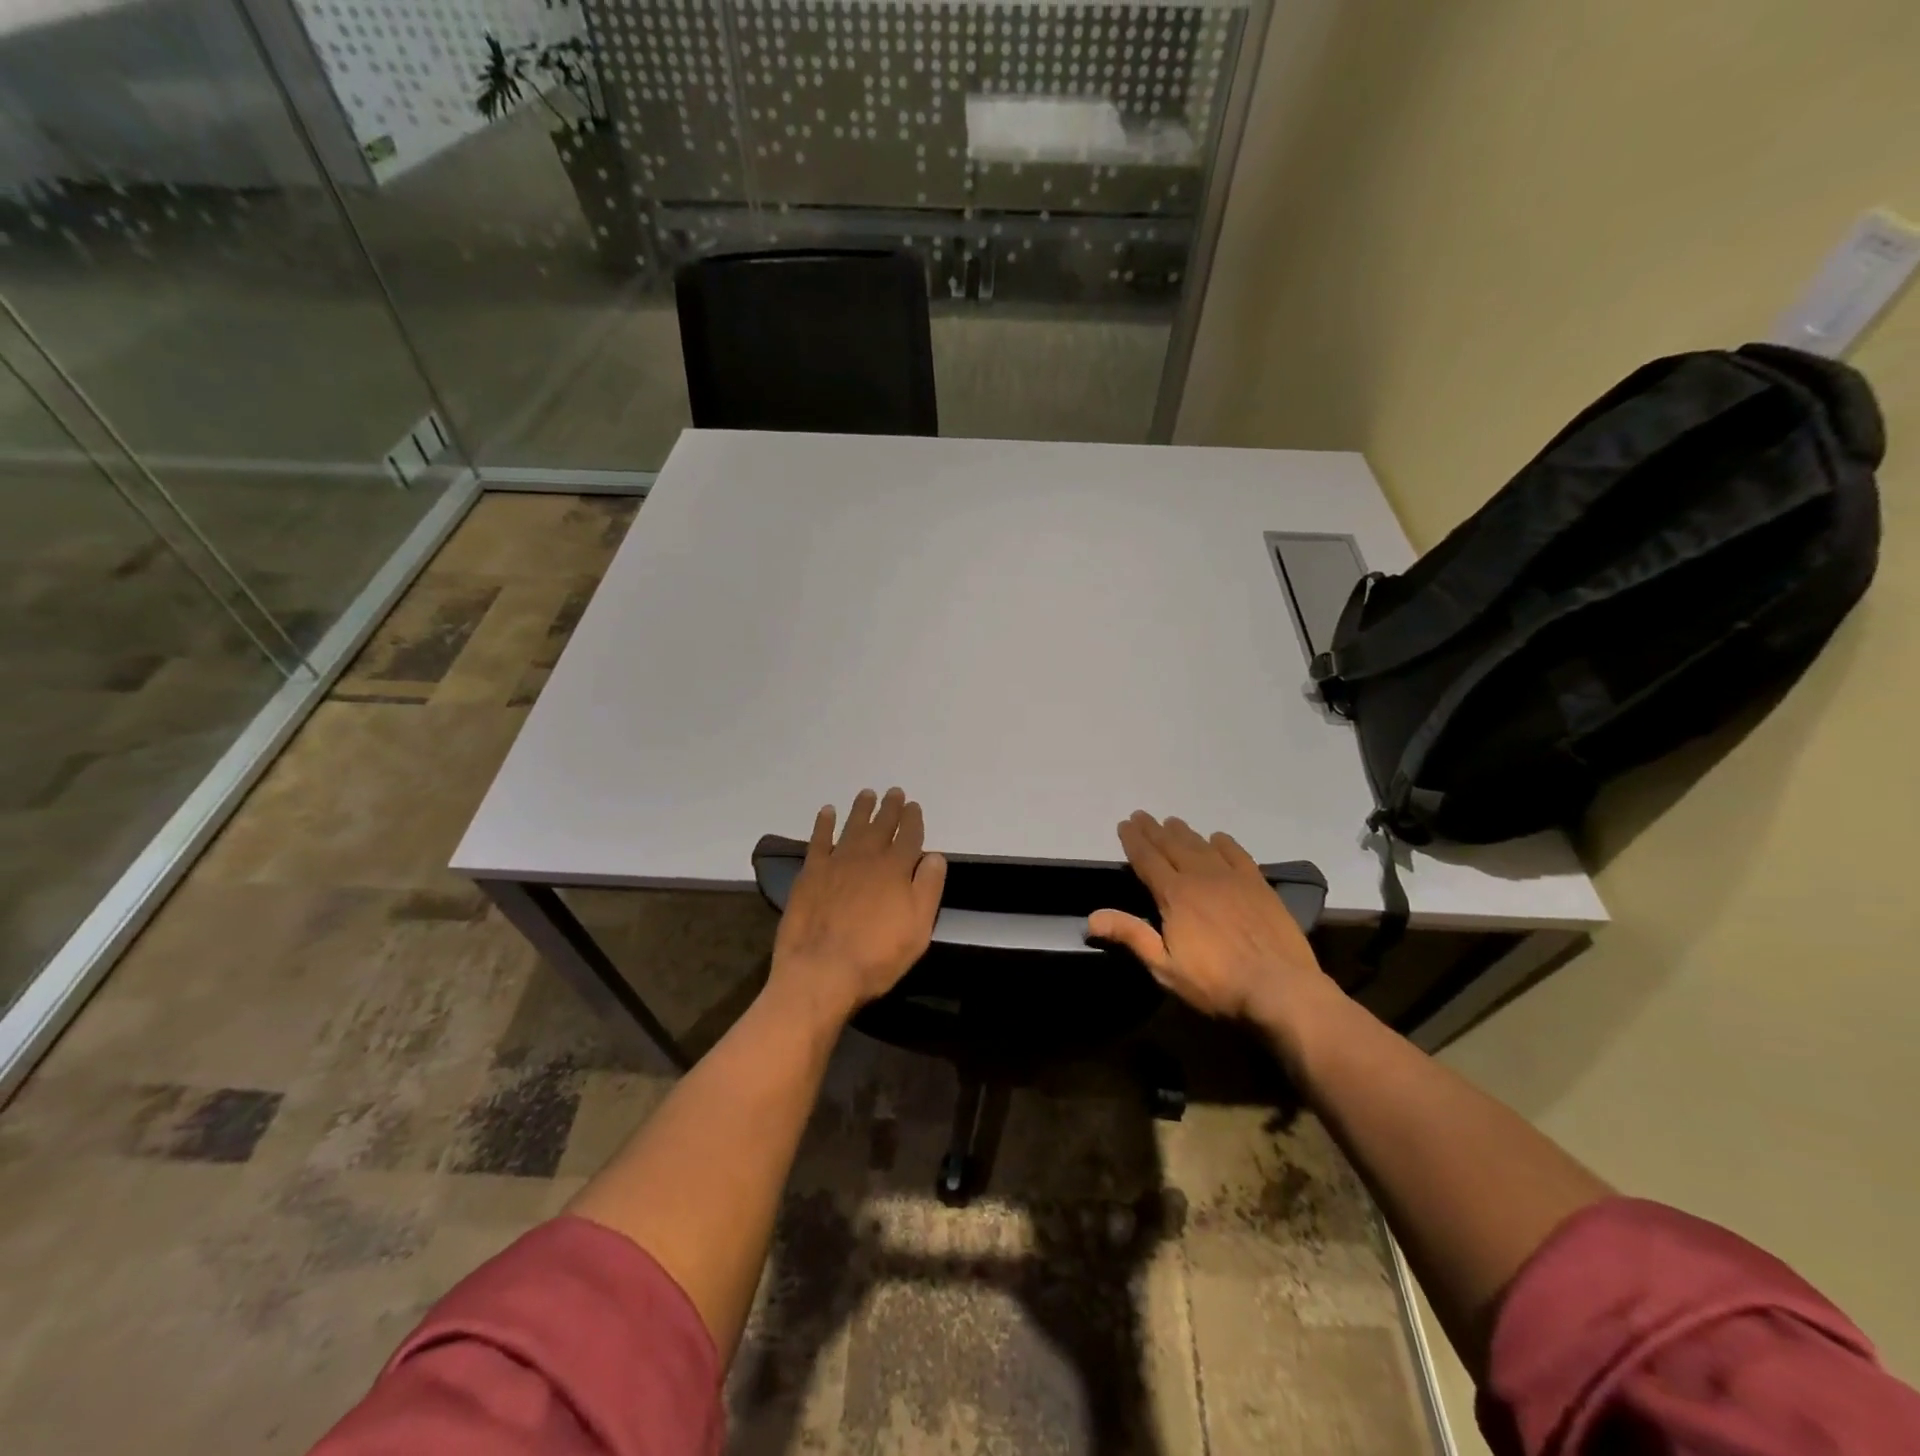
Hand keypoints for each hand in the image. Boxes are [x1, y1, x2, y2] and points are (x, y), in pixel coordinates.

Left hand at [767, 788, 947, 1027]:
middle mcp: (868, 857)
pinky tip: (827, 812)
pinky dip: (824, 824)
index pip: (909, 836)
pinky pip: (819, 839)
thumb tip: (935, 856)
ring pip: (853, 826)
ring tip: (867, 794)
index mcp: (896, 870)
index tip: (914, 807)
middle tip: (894, 792)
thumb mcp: (918, 929)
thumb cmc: (876, 956)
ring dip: (861, 809)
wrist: (821, 970)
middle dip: (890, 808)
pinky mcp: (811, 873)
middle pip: (882, 825)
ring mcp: (837, 862)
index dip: (913, 820)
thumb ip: (928, 889)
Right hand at [1089, 812, 1335, 1031]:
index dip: (1134, 840)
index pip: (1147, 859)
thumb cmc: (1216, 983)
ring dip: (1184, 833)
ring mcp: (1232, 879)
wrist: (1280, 988)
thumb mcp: (1165, 967)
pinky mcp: (1259, 886)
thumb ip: (1131, 936)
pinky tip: (1218, 838)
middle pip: (1172, 846)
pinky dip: (1224, 843)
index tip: (1124, 824)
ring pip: (1202, 846)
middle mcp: (1201, 877)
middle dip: (1154, 830)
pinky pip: (1238, 855)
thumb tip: (1091, 917)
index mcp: (1175, 895)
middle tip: (1142, 815)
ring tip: (1172, 822)